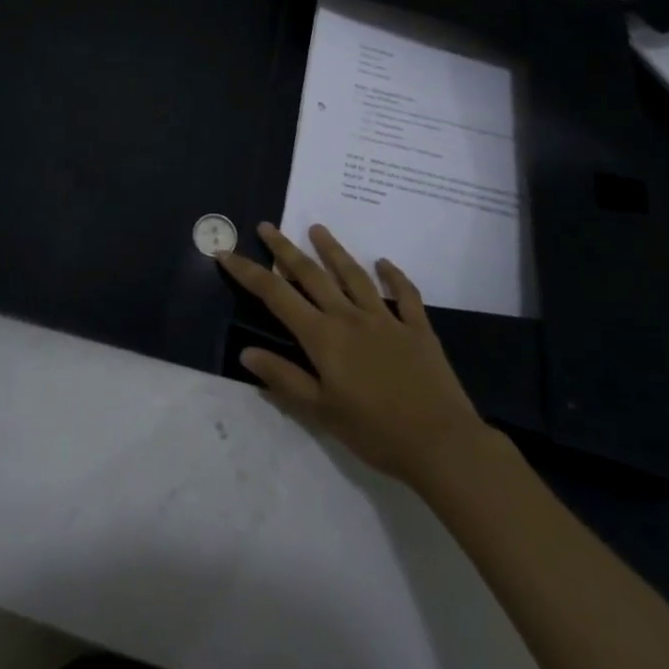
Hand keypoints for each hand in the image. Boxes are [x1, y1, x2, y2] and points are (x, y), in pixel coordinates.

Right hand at [219, 223, 503, 489]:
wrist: (441, 443)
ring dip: (333, 250)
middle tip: (268, 226)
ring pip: (353, 275)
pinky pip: (404, 294)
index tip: (227, 253)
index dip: (249, 273)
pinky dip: (394, 275)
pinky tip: (384, 263)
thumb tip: (246, 352)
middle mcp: (349, 317)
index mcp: (323, 337)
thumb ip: (284, 379)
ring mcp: (385, 319)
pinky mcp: (416, 328)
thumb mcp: (321, 412)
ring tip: (317, 229)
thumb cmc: (375, 432)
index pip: (276, 296)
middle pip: (311, 274)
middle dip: (285, 248)